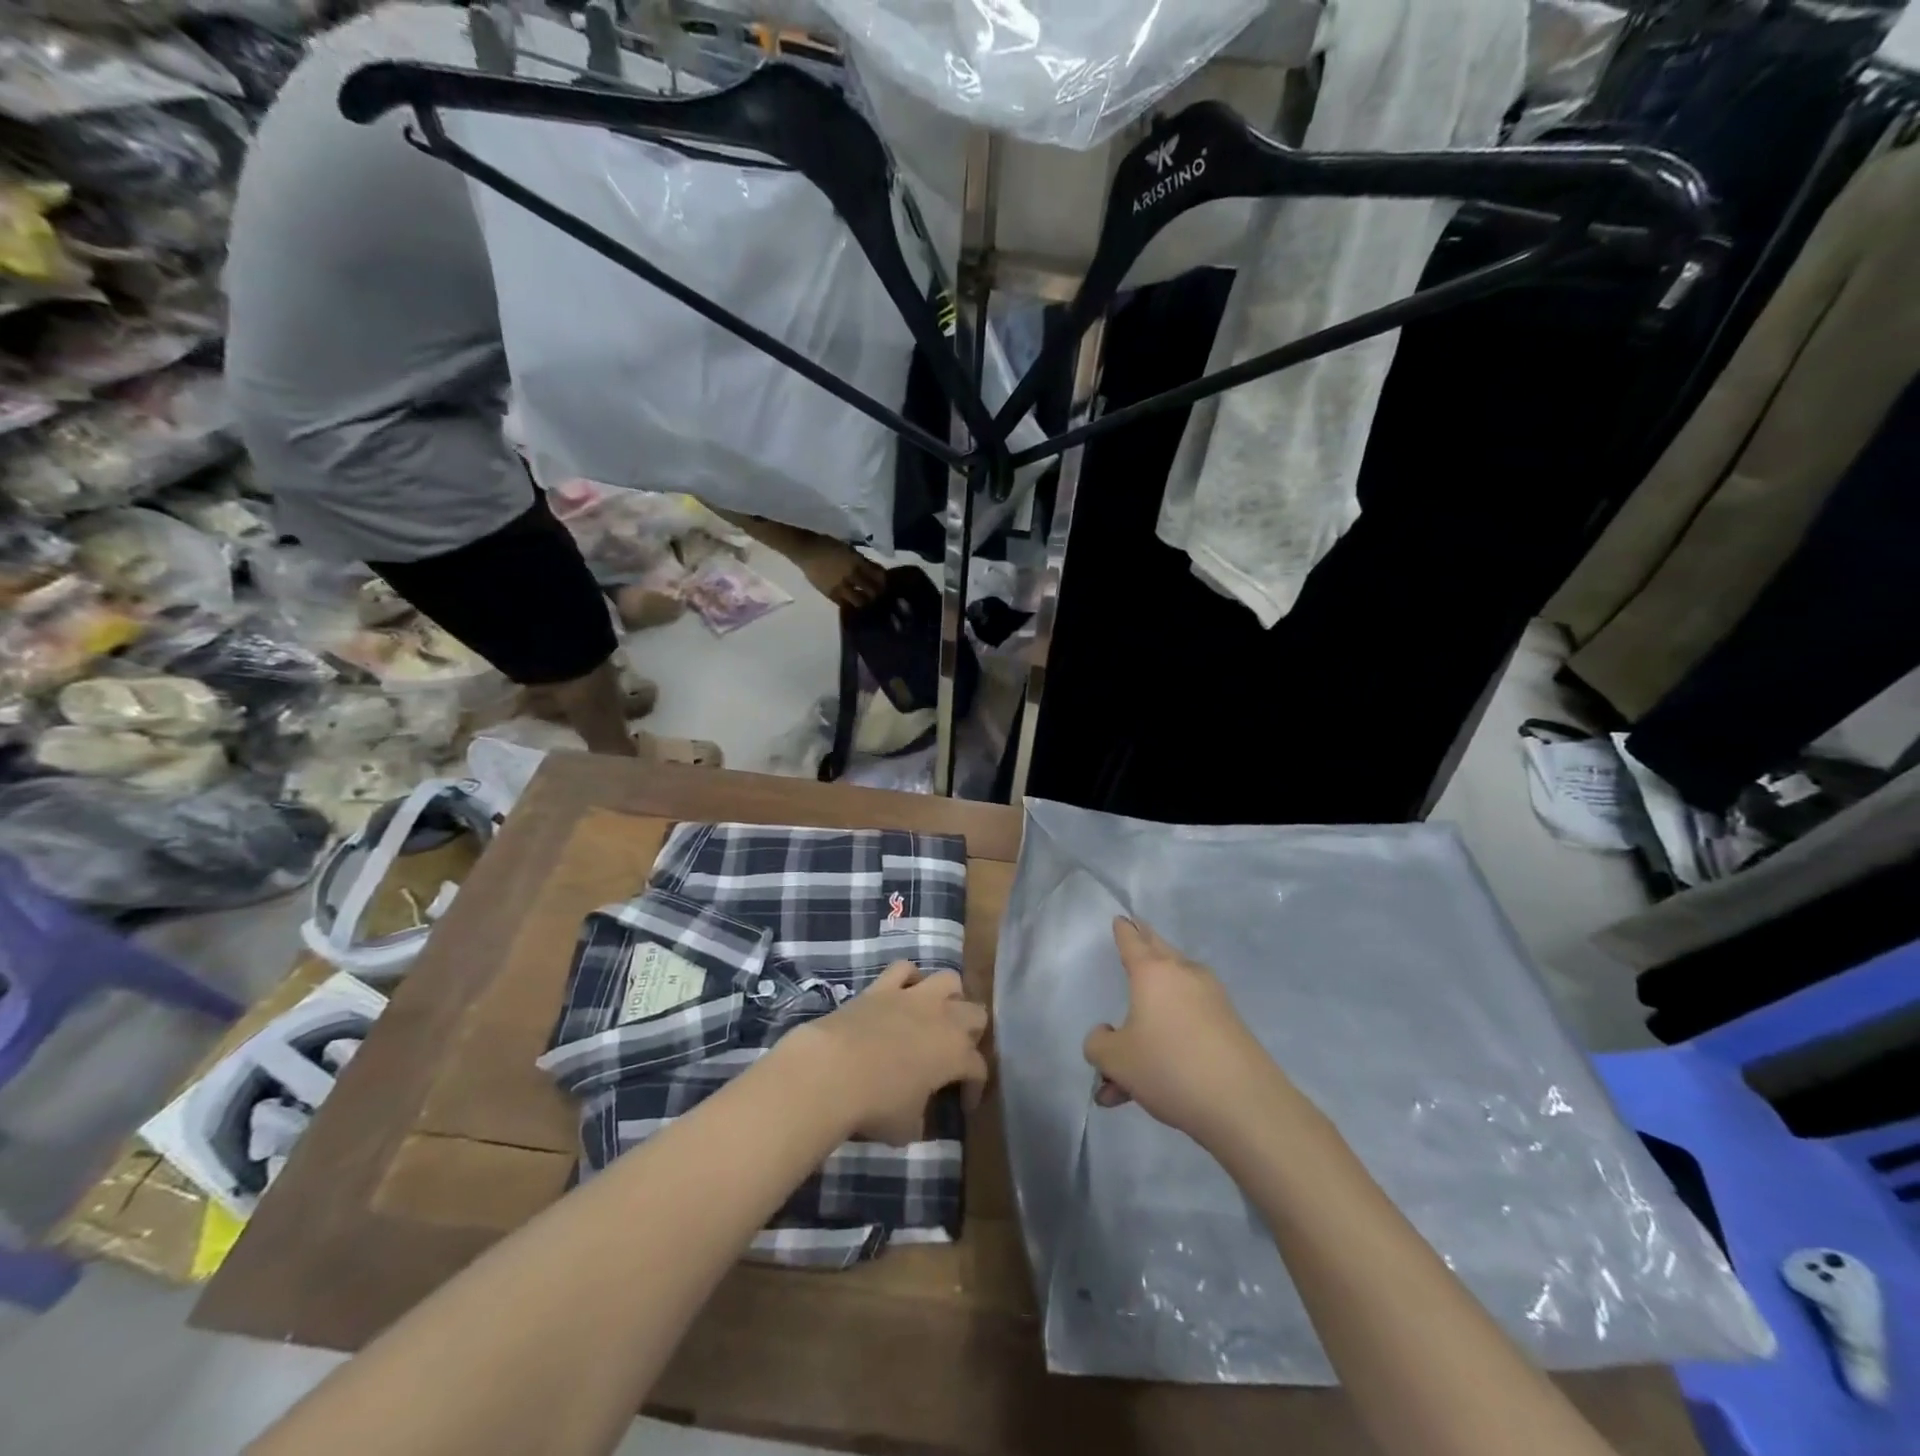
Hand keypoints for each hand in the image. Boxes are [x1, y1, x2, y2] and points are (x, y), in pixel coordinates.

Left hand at [785, 961, 988, 1143]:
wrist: (832, 1070)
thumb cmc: (875, 1104)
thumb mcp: (906, 1128)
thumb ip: (920, 1119)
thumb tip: (917, 1118)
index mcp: (955, 1054)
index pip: (979, 1068)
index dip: (975, 1088)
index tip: (964, 1105)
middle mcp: (942, 1018)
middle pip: (976, 1014)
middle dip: (972, 1034)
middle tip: (956, 1054)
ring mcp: (912, 996)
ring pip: (949, 979)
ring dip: (950, 996)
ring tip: (939, 1014)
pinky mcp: (882, 986)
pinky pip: (904, 969)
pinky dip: (908, 978)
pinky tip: (904, 993)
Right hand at [802, 542, 884, 608]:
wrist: (806, 550)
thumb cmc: (828, 545)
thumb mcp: (849, 550)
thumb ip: (862, 561)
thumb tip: (875, 571)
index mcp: (856, 561)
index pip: (876, 575)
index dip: (883, 581)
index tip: (886, 584)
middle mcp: (850, 575)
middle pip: (870, 590)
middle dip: (877, 594)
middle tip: (879, 596)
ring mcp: (840, 586)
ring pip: (859, 600)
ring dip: (865, 602)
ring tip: (867, 603)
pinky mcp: (830, 594)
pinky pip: (844, 604)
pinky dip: (851, 605)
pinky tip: (854, 605)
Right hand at [1083, 918, 1284, 1147]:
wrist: (1245, 1105)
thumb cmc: (1169, 1067)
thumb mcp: (1116, 1060)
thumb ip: (1098, 1044)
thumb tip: (1107, 1035)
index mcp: (1153, 973)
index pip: (1132, 941)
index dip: (1123, 930)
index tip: (1121, 919)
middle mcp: (1185, 976)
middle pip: (1160, 951)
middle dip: (1145, 945)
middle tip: (1136, 934)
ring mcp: (1212, 1000)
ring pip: (1172, 996)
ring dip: (1150, 1016)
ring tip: (1128, 1059)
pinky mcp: (1230, 1028)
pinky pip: (1188, 1024)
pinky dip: (1168, 1040)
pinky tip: (1153, 1084)